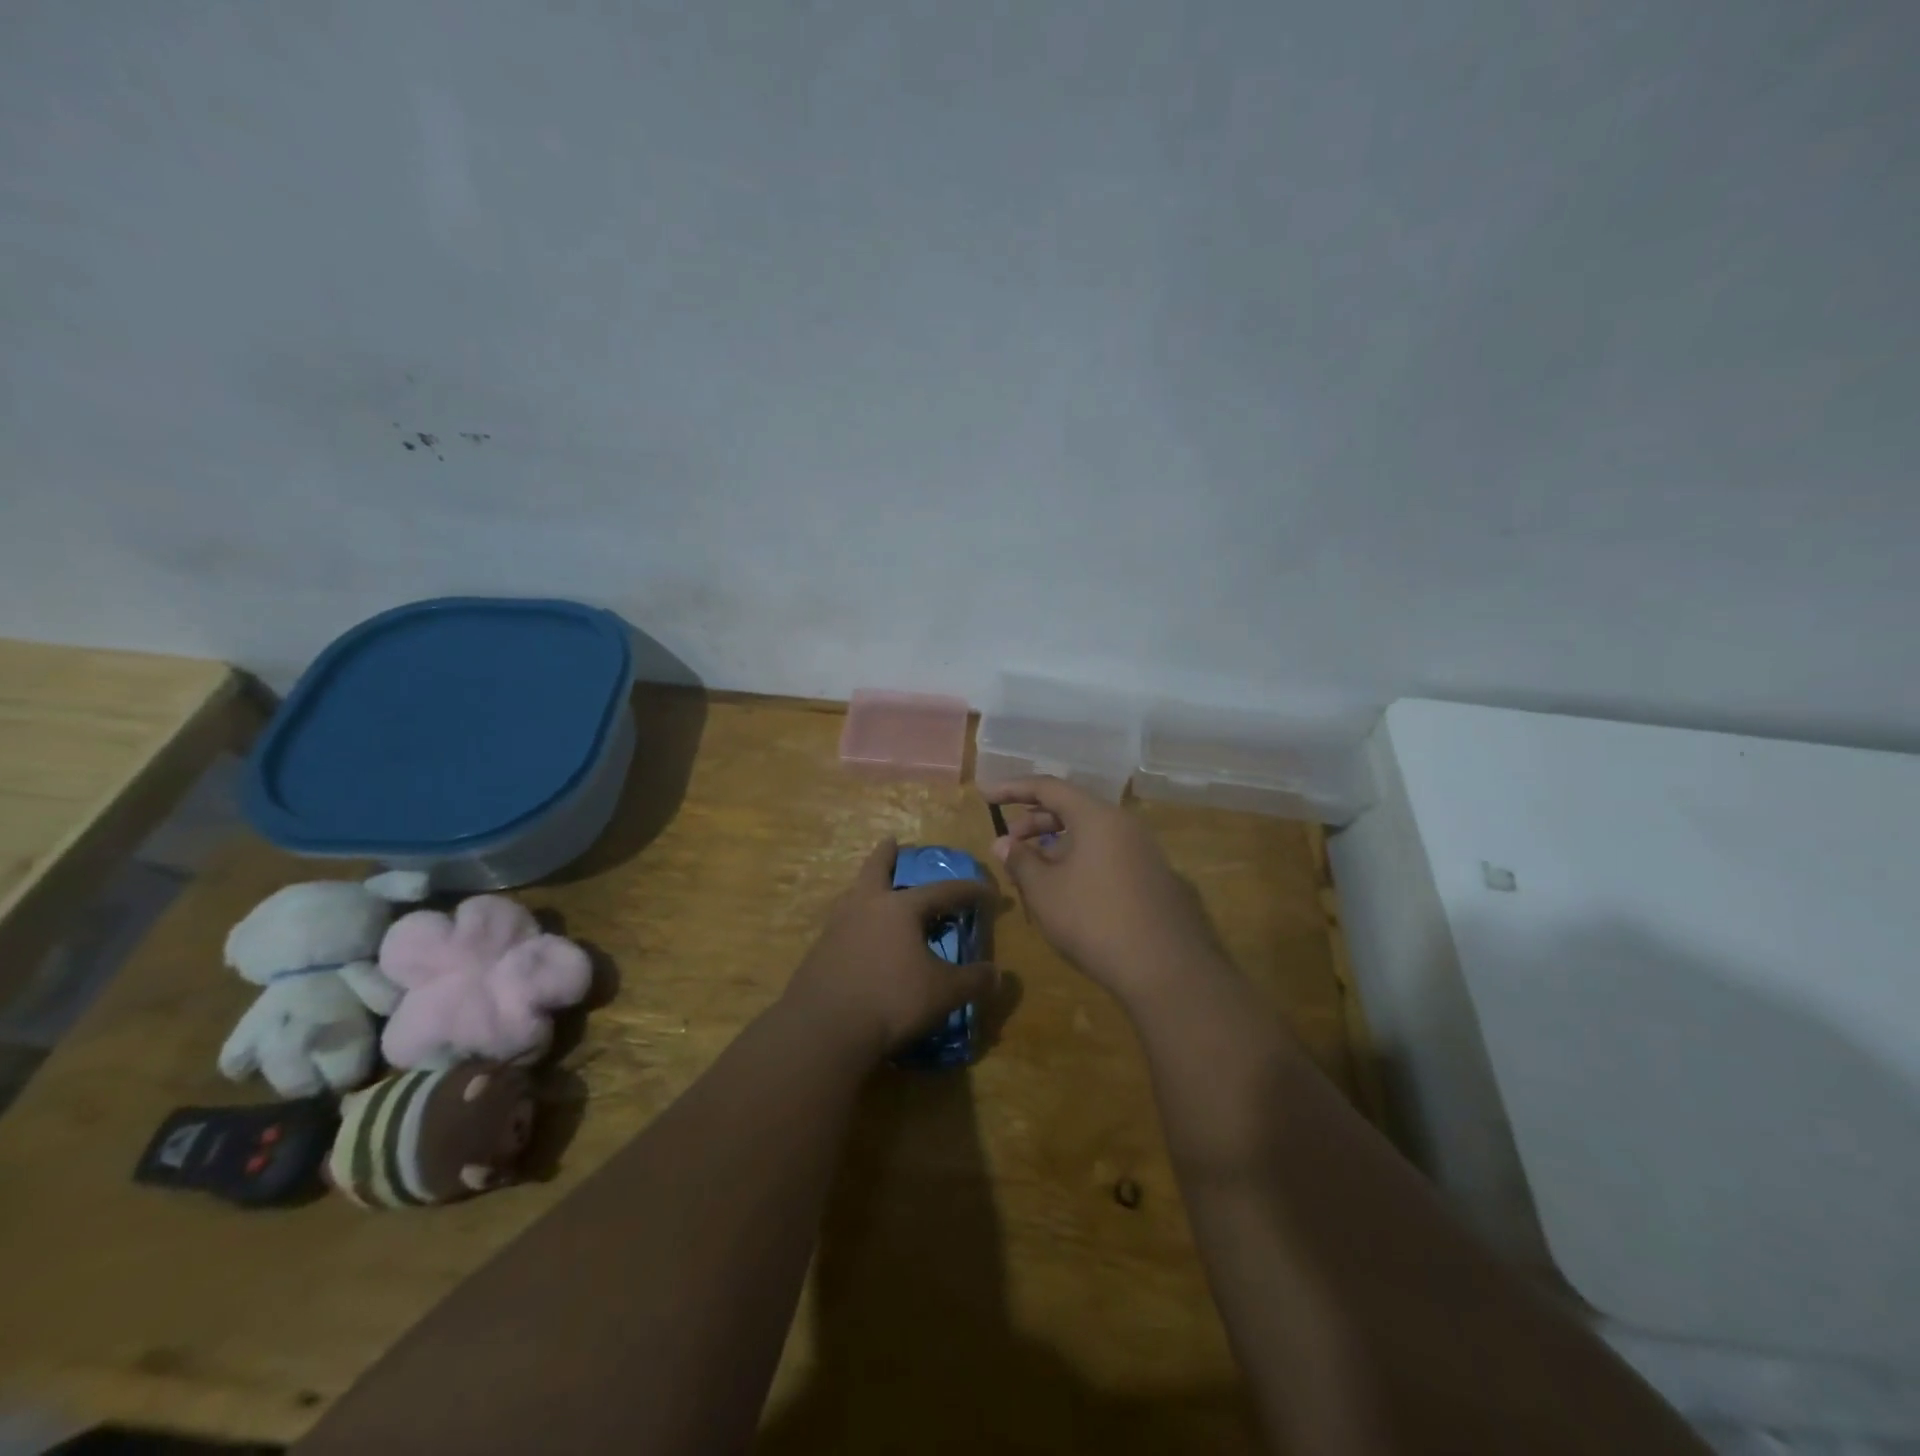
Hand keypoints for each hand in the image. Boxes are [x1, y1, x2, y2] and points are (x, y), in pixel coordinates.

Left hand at [783, 838, 997, 1059]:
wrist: (824, 1029)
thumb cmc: (891, 1000)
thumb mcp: (943, 993)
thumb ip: (973, 981)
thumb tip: (997, 974)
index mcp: (899, 908)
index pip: (942, 891)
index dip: (968, 891)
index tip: (988, 891)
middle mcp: (866, 907)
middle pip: (876, 870)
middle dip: (887, 855)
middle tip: (892, 842)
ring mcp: (837, 927)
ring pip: (854, 894)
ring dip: (866, 886)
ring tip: (872, 888)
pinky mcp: (819, 952)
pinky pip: (842, 924)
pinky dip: (855, 921)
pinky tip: (859, 936)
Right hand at [984, 777, 1226, 1007]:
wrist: (1166, 968)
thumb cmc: (1094, 920)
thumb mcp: (1045, 891)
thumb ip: (1020, 861)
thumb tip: (1003, 843)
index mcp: (1097, 816)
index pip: (1048, 787)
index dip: (1013, 789)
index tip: (986, 794)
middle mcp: (1124, 824)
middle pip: (1072, 808)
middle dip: (1035, 820)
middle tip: (1009, 841)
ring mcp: (1143, 850)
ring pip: (1090, 833)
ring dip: (1056, 844)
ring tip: (1032, 869)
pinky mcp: (1152, 876)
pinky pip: (1107, 853)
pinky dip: (1079, 859)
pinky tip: (1064, 888)